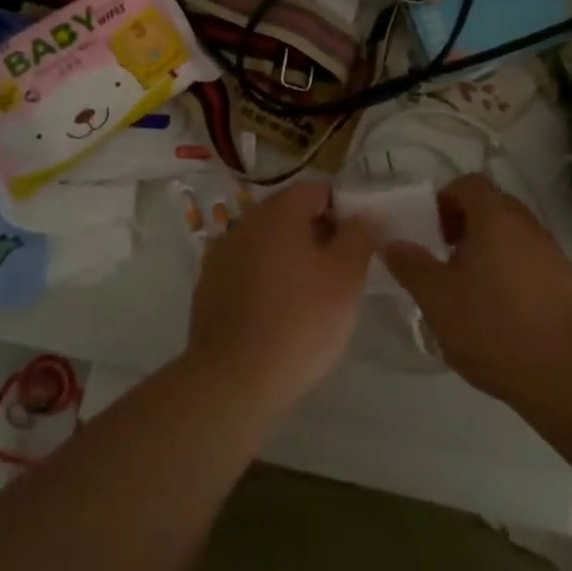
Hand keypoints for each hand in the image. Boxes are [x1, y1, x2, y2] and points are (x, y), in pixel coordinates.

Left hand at [186, 180, 376, 418]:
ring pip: (268, 242)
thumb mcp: (346, 278)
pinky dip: (265, 280)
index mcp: (279, 210)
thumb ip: (359, 236)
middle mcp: (247, 220)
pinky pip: (247, 268)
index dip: (343, 211)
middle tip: (338, 274)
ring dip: (289, 258)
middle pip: (290, 214)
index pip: (318, 191)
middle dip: (317, 235)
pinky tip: (275, 313)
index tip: (356, 245)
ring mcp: (222, 251)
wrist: (233, 379)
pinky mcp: (209, 283)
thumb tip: (362, 216)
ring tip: (309, 298)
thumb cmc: (300, 322)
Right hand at [384, 173, 571, 407]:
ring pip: (511, 235)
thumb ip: (411, 265)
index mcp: (495, 217)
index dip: (445, 200)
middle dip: (464, 224)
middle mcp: (526, 224)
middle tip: (444, 258)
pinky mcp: (566, 282)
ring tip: (469, 288)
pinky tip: (499, 311)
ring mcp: (551, 252)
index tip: (431, 231)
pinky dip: (509, 271)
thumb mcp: (438, 299)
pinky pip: (529, 260)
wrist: (569, 377)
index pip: (469, 184)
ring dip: (487, 249)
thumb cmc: (495, 328)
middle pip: (491, 206)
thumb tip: (391, 241)